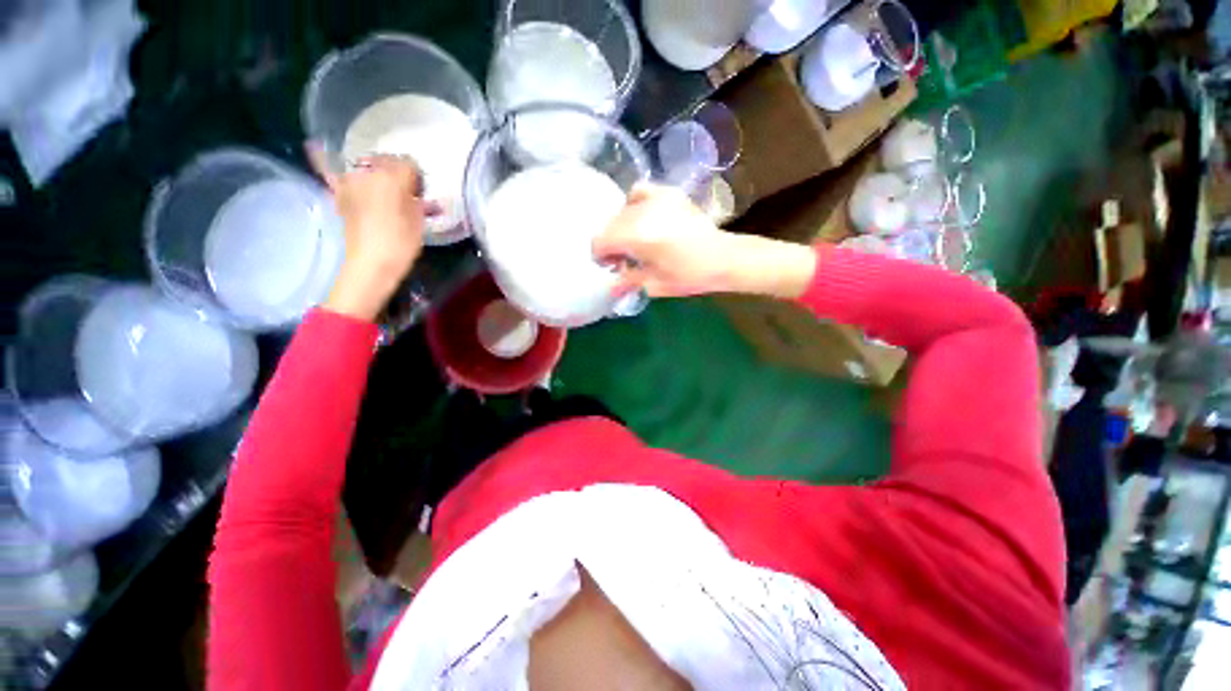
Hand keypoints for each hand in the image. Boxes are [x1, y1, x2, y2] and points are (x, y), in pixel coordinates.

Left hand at [309, 147, 432, 320]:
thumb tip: (414, 192)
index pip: (409, 165)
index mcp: (393, 177)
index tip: (420, 193)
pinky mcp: (336, 194)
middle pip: (386, 161)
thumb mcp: (418, 222)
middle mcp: (368, 172)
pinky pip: (327, 169)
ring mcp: (349, 181)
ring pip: (364, 165)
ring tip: (381, 186)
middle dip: (396, 172)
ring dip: (373, 171)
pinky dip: (321, 157)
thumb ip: (416, 201)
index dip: (417, 179)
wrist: (369, 264)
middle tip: (404, 192)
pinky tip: (315, 146)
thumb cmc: (401, 245)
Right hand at [592, 184, 816, 299]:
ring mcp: (656, 198)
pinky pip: (639, 192)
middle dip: (611, 242)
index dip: (600, 255)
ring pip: (622, 210)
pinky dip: (634, 205)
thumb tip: (608, 284)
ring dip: (621, 227)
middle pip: (610, 225)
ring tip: (634, 241)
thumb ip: (626, 280)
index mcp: (637, 235)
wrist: (723, 258)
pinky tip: (642, 218)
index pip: (600, 240)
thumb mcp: (653, 284)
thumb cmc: (689, 275)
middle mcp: (642, 211)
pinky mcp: (668, 194)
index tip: (610, 266)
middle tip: (623, 259)